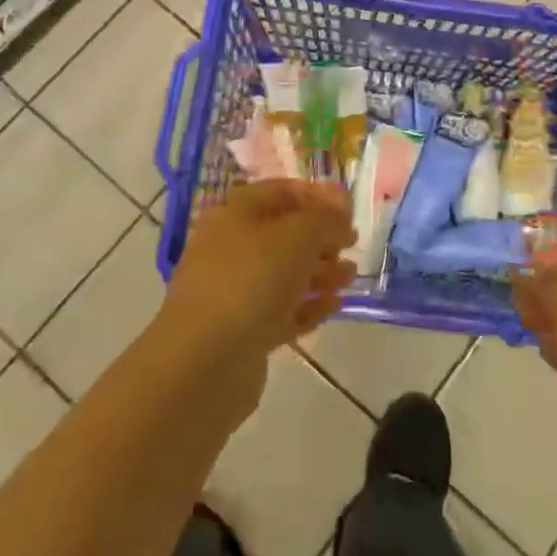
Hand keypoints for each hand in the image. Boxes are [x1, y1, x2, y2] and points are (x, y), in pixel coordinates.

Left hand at [163, 181, 355, 366]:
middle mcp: (230, 248)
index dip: (315, 195)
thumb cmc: (251, 281)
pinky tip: (334, 307)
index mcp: (235, 215)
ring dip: (320, 272)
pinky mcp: (243, 332)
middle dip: (321, 237)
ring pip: (284, 274)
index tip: (347, 209)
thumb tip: (339, 208)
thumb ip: (324, 218)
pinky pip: (282, 311)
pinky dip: (308, 306)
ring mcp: (235, 292)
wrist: (204, 363)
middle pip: (283, 234)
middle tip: (352, 244)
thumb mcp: (297, 237)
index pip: (279, 192)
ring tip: (350, 277)